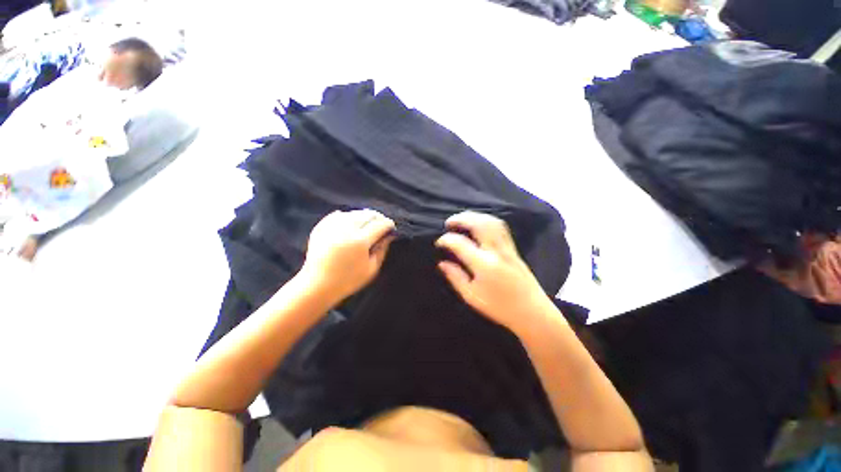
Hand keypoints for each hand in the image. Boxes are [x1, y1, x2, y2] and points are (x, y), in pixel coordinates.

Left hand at [299, 209, 395, 303]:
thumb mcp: (371, 269)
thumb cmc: (348, 280)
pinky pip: (337, 215)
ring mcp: (332, 227)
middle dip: (378, 217)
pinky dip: (347, 216)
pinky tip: (351, 221)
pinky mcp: (321, 228)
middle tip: (382, 223)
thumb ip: (382, 250)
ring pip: (353, 213)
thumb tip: (389, 236)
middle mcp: (346, 230)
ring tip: (368, 223)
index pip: (380, 224)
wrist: (317, 285)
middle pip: (367, 214)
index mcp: (360, 241)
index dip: (388, 224)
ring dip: (364, 216)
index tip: (392, 227)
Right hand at [435, 211, 556, 332]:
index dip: (446, 240)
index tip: (439, 242)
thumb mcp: (471, 296)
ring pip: (492, 222)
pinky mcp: (514, 249)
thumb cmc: (499, 308)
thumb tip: (442, 263)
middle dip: (461, 219)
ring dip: (475, 216)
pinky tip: (479, 224)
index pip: (460, 243)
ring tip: (462, 219)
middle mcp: (496, 251)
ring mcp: (507, 248)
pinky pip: (500, 227)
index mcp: (484, 265)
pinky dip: (486, 220)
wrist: (532, 312)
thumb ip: (455, 277)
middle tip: (449, 223)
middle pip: (479, 224)